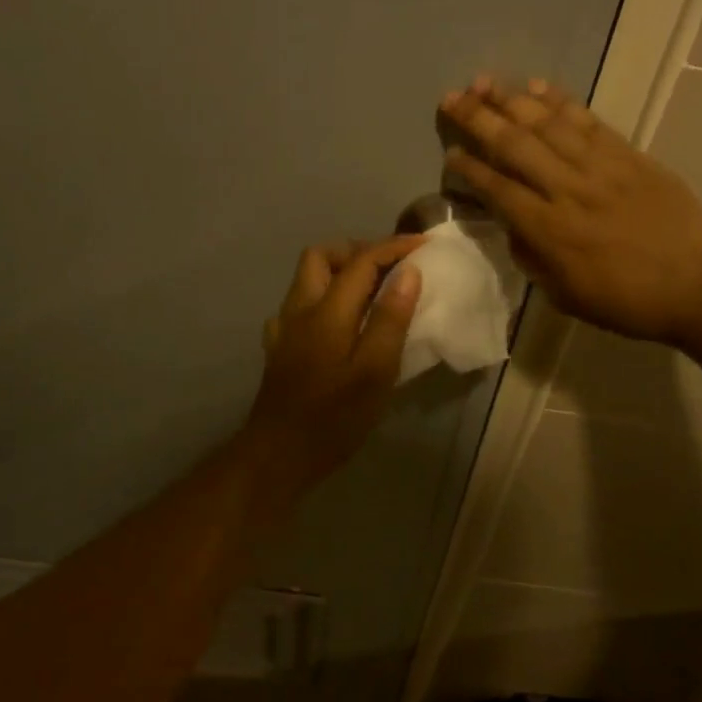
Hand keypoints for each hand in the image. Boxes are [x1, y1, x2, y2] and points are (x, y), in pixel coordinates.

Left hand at [242, 236, 424, 485]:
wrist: (277, 456)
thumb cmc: (333, 418)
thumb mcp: (374, 372)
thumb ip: (390, 319)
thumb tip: (408, 273)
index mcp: (327, 311)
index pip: (362, 261)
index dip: (393, 247)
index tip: (423, 245)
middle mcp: (300, 309)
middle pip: (322, 256)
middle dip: (358, 250)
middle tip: (391, 267)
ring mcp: (285, 328)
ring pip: (307, 278)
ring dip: (340, 271)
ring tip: (372, 291)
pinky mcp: (279, 348)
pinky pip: (300, 305)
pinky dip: (325, 298)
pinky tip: (340, 322)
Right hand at [438, 78, 701, 343]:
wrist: (696, 285)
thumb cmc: (626, 301)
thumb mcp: (565, 295)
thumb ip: (532, 258)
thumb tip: (514, 226)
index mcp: (548, 230)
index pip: (497, 188)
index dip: (469, 168)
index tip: (450, 152)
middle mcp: (567, 189)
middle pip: (514, 144)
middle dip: (477, 118)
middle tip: (451, 98)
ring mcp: (600, 167)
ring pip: (547, 124)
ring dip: (512, 100)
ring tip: (484, 82)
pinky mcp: (629, 155)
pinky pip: (588, 121)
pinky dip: (561, 100)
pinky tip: (538, 85)